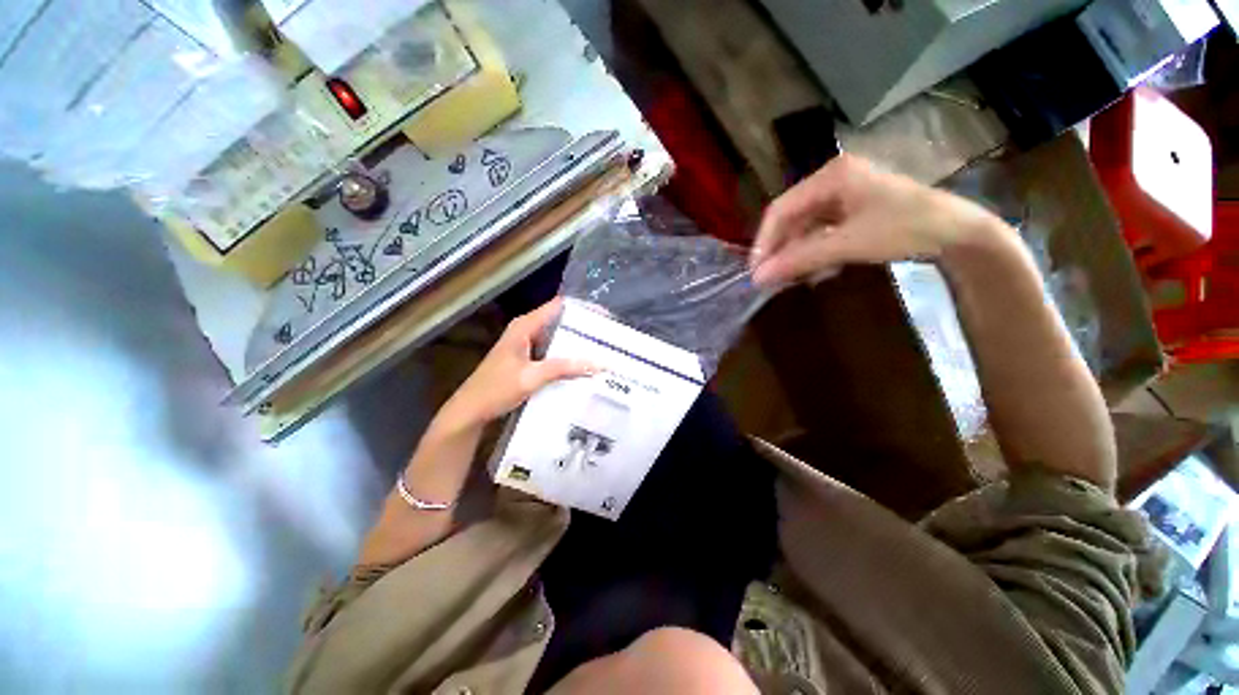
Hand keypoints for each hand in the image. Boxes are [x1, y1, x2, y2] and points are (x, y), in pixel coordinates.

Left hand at [437, 298, 597, 432]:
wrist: (471, 410)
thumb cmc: (496, 390)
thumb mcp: (531, 377)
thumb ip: (563, 368)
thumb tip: (598, 362)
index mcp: (525, 326)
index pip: (558, 306)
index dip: (582, 309)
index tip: (605, 318)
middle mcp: (527, 330)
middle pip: (560, 321)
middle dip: (584, 328)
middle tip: (609, 337)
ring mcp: (527, 344)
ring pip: (557, 337)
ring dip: (577, 343)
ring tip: (602, 350)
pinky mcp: (528, 358)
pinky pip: (553, 351)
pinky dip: (567, 356)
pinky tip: (582, 365)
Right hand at [749, 154, 1003, 286]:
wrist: (960, 234)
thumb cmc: (905, 228)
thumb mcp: (848, 244)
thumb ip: (800, 259)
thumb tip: (758, 278)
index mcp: (831, 176)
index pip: (781, 208)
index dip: (764, 241)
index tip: (756, 271)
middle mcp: (833, 180)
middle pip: (791, 218)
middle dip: (780, 249)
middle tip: (771, 278)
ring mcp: (845, 195)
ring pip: (805, 227)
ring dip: (797, 253)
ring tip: (792, 278)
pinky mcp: (854, 211)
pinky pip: (821, 233)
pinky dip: (815, 252)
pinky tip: (817, 270)